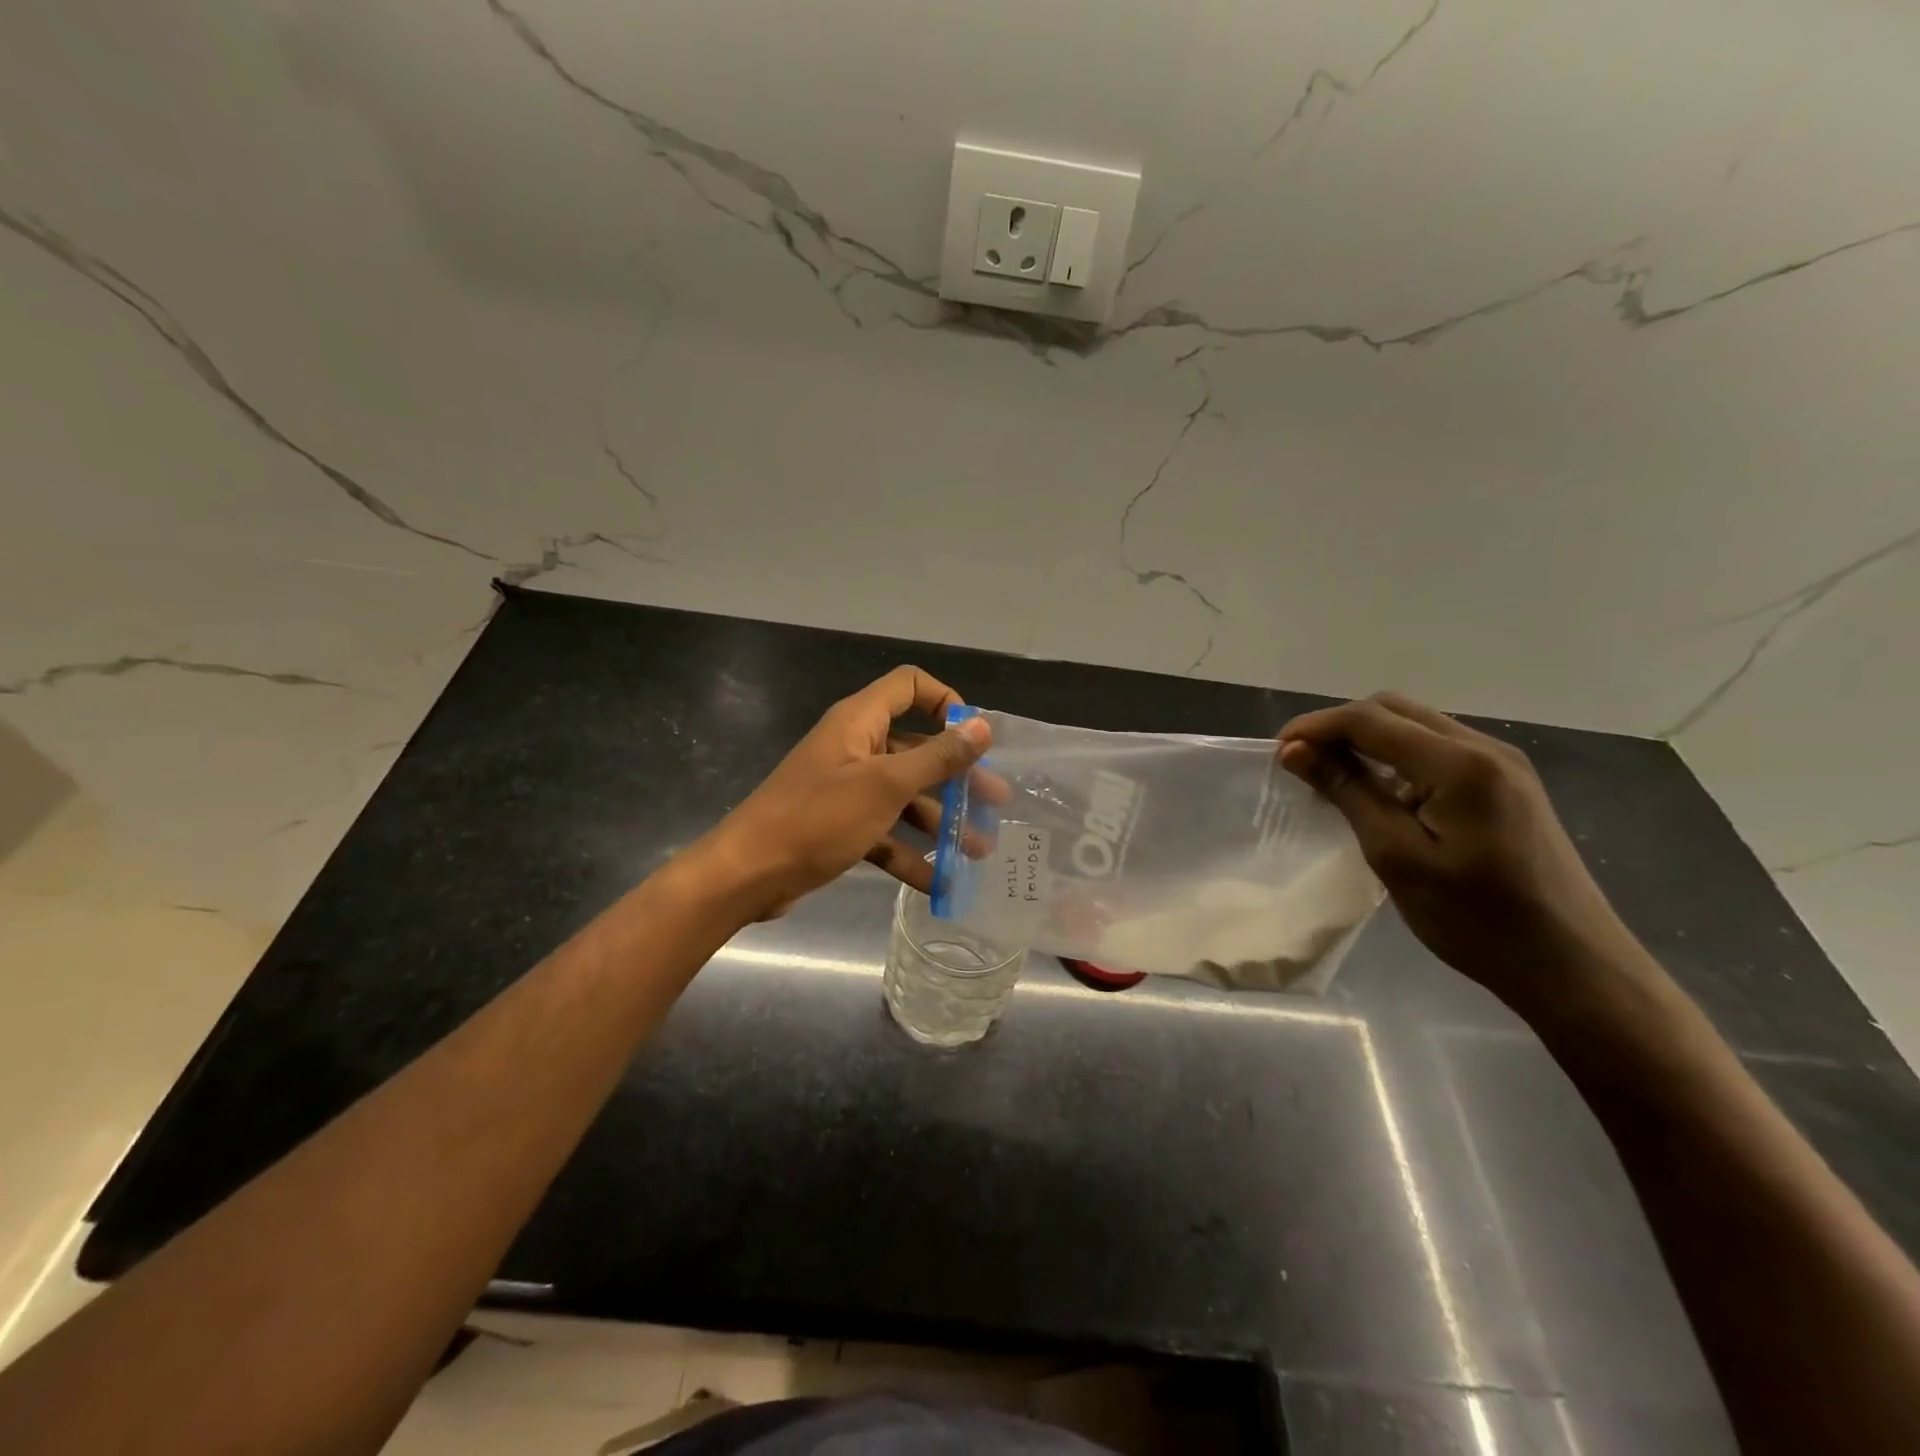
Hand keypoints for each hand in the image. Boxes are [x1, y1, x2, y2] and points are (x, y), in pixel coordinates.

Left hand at [695, 666, 991, 920]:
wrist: (747, 875)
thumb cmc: (817, 819)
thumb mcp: (885, 786)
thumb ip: (937, 757)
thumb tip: (982, 726)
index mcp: (860, 722)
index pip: (909, 686)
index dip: (945, 702)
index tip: (973, 738)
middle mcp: (856, 748)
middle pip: (917, 749)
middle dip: (957, 777)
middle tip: (996, 802)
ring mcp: (847, 789)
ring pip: (905, 796)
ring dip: (940, 821)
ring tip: (978, 851)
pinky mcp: (840, 825)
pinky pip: (885, 831)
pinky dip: (911, 854)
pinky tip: (941, 883)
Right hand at [1278, 692, 1651, 1011]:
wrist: (1573, 966)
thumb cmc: (1476, 920)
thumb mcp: (1397, 857)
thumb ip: (1347, 792)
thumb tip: (1295, 751)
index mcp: (1460, 763)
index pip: (1371, 719)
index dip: (1316, 727)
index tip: (1276, 753)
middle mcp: (1485, 747)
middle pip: (1394, 710)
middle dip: (1339, 727)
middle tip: (1301, 763)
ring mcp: (1502, 764)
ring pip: (1416, 726)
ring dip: (1367, 740)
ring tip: (1331, 776)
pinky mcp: (1507, 784)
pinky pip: (1438, 749)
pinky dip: (1396, 757)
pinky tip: (1380, 792)